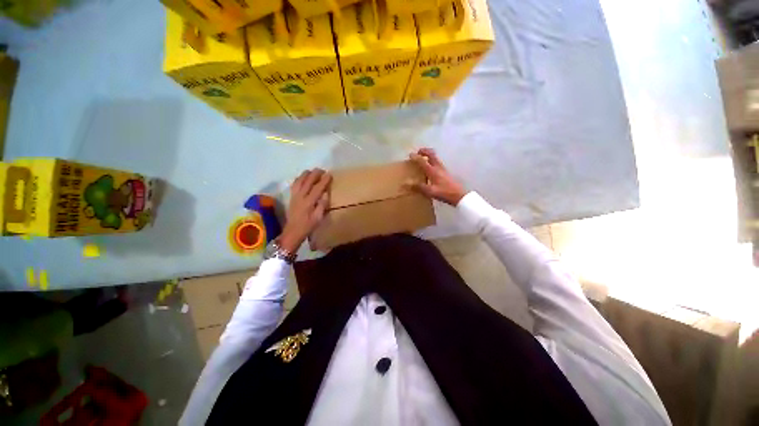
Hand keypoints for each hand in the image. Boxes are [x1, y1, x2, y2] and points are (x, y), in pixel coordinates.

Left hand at [280, 169, 331, 252]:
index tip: (329, 174)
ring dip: (306, 174)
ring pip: (299, 181)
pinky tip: (302, 178)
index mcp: (308, 202)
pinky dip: (299, 179)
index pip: (317, 188)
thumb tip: (326, 193)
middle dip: (315, 174)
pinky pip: (294, 184)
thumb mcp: (318, 218)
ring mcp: (294, 196)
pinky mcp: (291, 197)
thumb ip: (322, 205)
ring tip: (312, 171)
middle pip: (307, 181)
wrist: (292, 232)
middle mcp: (300, 197)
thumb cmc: (308, 226)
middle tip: (322, 170)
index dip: (324, 181)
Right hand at [408, 148, 465, 205]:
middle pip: (432, 154)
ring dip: (429, 156)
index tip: (410, 155)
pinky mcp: (446, 173)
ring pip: (435, 158)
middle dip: (424, 151)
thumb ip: (419, 187)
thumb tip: (407, 184)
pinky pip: (437, 163)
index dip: (416, 157)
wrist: (459, 196)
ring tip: (422, 160)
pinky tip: (429, 170)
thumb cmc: (444, 193)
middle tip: (418, 153)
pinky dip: (432, 162)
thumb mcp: (430, 191)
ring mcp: (443, 169)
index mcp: (433, 171)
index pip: (423, 161)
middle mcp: (438, 167)